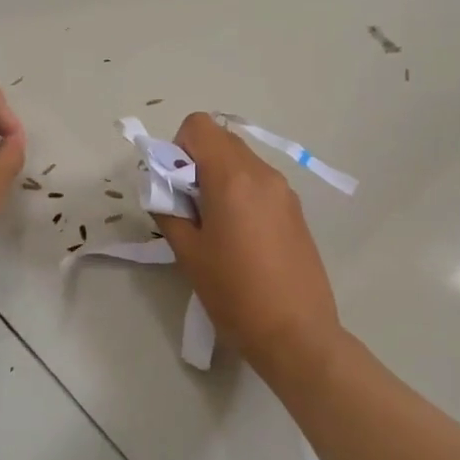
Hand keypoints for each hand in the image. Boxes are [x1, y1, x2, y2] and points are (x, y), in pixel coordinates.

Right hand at [151, 113, 341, 371]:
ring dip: (220, 179)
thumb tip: (163, 190)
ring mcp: (284, 191)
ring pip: (242, 162)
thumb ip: (169, 210)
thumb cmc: (234, 293)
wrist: (297, 333)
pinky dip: (241, 194)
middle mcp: (263, 173)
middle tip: (189, 208)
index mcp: (233, 177)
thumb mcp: (188, 253)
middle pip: (221, 141)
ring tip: (215, 227)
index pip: (199, 126)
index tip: (175, 186)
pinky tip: (241, 239)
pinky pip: (260, 184)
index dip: (178, 147)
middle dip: (197, 163)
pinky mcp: (296, 210)